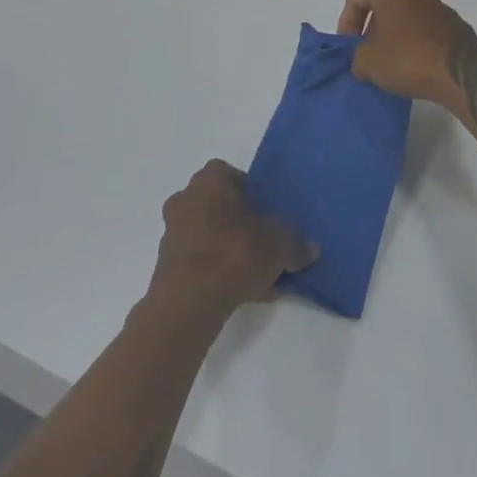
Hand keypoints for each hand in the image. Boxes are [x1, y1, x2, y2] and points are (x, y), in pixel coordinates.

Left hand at [148, 161, 316, 317]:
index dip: (251, 191)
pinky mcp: (167, 264)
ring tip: (258, 276)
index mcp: (209, 181)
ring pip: (209, 234)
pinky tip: (242, 292)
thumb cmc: (234, 254)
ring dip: (230, 249)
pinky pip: (200, 260)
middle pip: (219, 205)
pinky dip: (218, 271)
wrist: (189, 302)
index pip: (230, 174)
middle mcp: (185, 198)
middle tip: (264, 243)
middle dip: (240, 223)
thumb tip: (310, 248)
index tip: (267, 212)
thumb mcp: (279, 245)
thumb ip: (296, 243)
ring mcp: (172, 232)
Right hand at [337, 0, 476, 104]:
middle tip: (367, 51)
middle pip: (384, 2)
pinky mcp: (456, 23)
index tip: (349, 45)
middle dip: (372, 26)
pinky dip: (416, 41)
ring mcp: (439, 4)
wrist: (460, 74)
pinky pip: (427, 28)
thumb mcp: (367, 62)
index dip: (346, 20)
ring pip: (407, 14)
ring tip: (390, 60)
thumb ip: (357, 56)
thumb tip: (365, 61)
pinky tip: (414, 64)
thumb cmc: (407, 59)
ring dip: (395, 33)